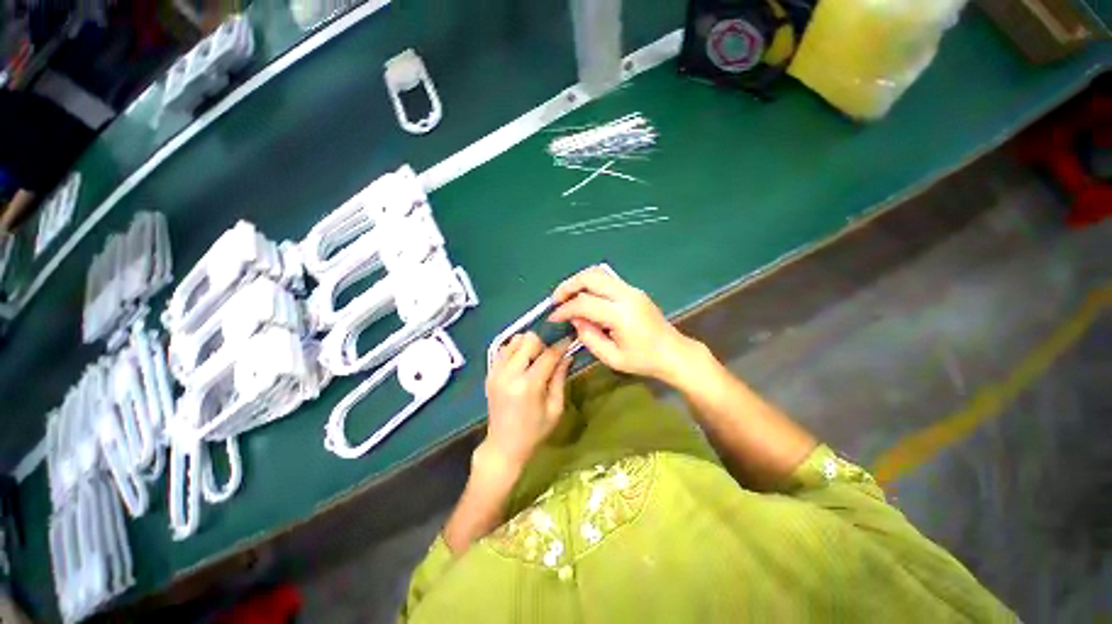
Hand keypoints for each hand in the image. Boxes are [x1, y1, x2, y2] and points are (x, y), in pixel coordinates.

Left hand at [484, 333, 572, 469]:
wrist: (504, 446)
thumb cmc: (534, 431)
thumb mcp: (555, 408)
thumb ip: (560, 379)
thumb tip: (567, 356)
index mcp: (528, 385)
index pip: (548, 355)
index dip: (561, 345)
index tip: (569, 339)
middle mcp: (509, 374)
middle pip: (528, 340)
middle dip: (542, 344)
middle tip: (548, 357)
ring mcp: (496, 372)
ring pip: (514, 340)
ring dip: (527, 346)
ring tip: (534, 361)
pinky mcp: (489, 373)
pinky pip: (503, 349)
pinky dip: (515, 350)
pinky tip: (521, 364)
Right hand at [550, 265, 695, 383]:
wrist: (673, 352)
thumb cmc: (644, 360)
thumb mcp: (612, 358)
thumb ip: (589, 337)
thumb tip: (575, 319)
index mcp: (622, 315)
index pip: (585, 303)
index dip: (565, 309)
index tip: (553, 318)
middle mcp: (627, 295)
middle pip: (591, 276)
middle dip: (568, 285)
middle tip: (556, 300)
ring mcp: (632, 289)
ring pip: (598, 273)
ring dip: (578, 282)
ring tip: (566, 297)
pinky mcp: (633, 290)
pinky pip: (606, 279)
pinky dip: (589, 284)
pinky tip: (583, 297)